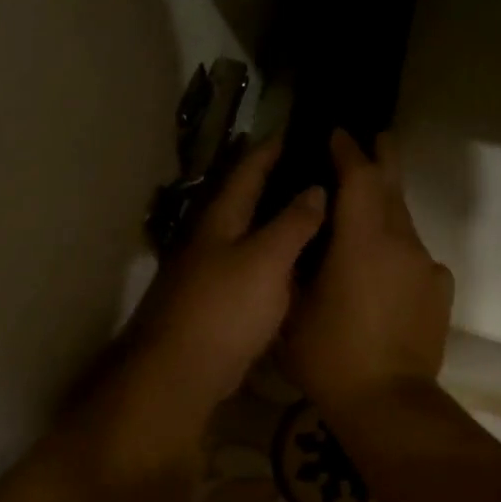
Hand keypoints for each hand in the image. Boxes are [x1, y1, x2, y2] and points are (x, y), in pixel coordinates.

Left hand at [102, 133, 327, 468]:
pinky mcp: (219, 302)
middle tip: (317, 169)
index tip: (299, 130)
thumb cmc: (225, 308)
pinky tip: (298, 264)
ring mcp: (212, 272)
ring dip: (278, 221)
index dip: (271, 148)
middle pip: (246, 200)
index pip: (248, 170)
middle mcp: (212, 239)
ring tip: (316, 211)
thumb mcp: (266, 260)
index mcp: (220, 219)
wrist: (183, 371)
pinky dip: (276, 258)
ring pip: (251, 235)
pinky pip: (253, 268)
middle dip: (277, 182)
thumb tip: (315, 188)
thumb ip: (292, 223)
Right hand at [284, 130, 453, 418]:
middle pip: (392, 187)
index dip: (348, 151)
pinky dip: (398, 249)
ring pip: (405, 222)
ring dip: (387, 207)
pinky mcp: (438, 290)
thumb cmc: (330, 355)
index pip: (359, 177)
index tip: (337, 134)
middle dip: (383, 158)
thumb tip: (304, 238)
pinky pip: (416, 256)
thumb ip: (299, 265)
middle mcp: (401, 242)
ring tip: (369, 206)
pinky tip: (385, 268)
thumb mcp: (294, 308)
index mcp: (362, 240)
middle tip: (377, 137)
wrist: (388, 401)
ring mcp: (425, 266)